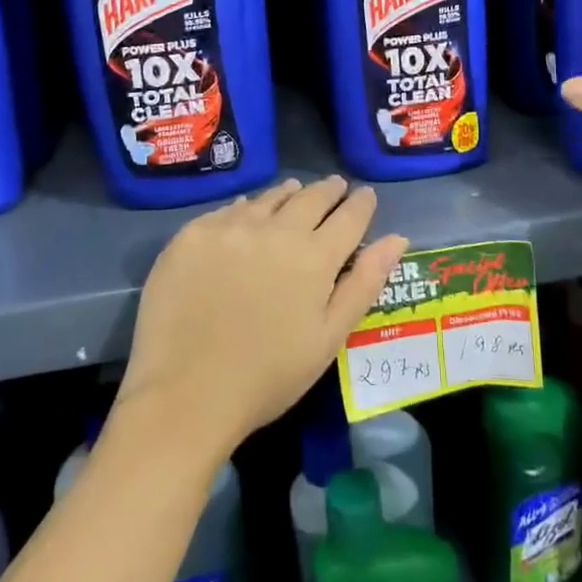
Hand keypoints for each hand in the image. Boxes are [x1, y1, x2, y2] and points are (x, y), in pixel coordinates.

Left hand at [116, 177, 408, 462]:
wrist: (183, 394)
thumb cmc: (267, 377)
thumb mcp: (328, 338)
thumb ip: (364, 283)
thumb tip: (398, 238)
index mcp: (315, 257)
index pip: (349, 216)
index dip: (361, 203)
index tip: (365, 195)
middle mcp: (276, 229)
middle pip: (310, 197)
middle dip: (328, 191)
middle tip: (334, 187)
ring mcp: (232, 227)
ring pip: (270, 197)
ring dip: (289, 193)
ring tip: (295, 190)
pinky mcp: (193, 233)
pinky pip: (230, 209)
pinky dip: (247, 207)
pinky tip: (247, 212)